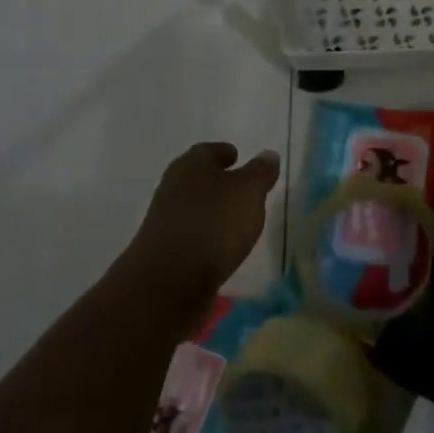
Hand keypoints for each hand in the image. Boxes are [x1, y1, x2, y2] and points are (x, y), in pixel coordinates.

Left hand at [126, 142, 281, 296]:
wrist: (168, 282)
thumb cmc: (213, 225)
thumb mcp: (248, 192)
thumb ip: (260, 172)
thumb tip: (268, 154)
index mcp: (191, 165)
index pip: (208, 150)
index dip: (225, 153)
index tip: (238, 157)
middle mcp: (173, 187)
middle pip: (198, 178)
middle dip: (219, 181)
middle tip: (243, 188)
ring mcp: (166, 220)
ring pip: (194, 206)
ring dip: (213, 209)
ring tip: (238, 219)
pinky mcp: (165, 250)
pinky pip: (192, 233)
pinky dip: (207, 234)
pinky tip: (222, 246)